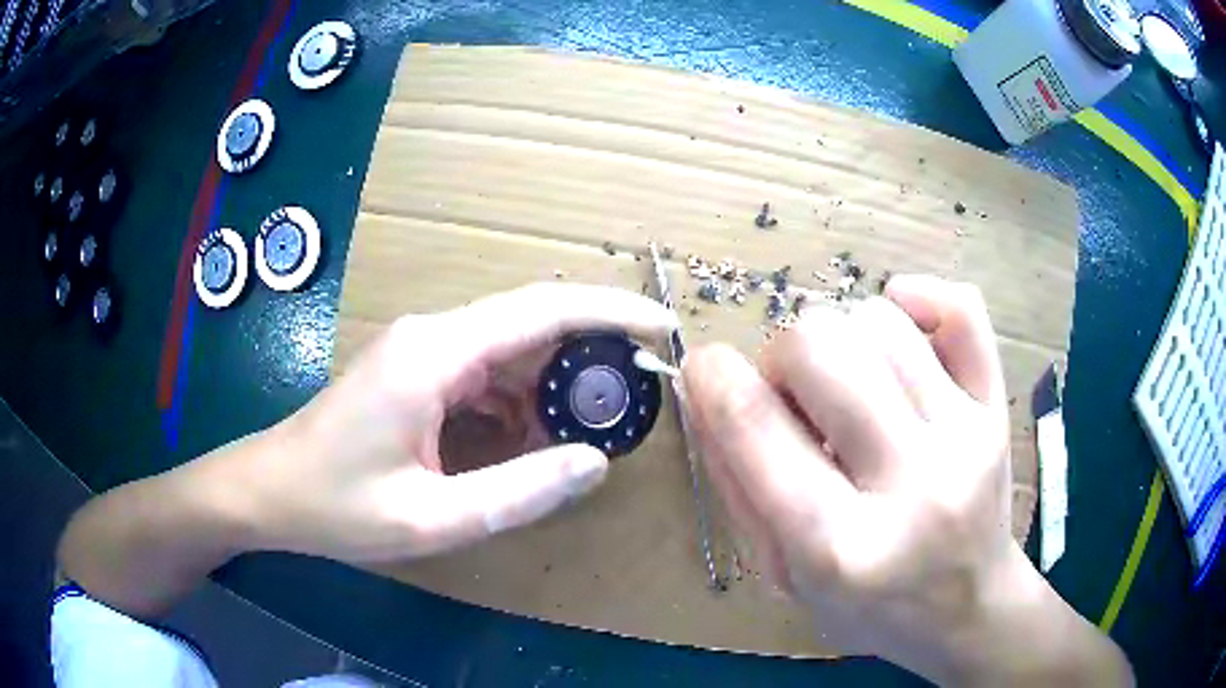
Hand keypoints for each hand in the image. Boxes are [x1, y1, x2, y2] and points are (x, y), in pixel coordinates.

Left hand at [231, 283, 675, 563]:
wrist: (270, 490)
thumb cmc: (337, 505)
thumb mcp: (433, 518)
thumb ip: (520, 492)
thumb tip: (595, 463)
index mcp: (436, 354)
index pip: (544, 311)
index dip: (611, 314)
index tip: (664, 329)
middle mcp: (434, 335)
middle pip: (533, 324)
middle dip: (588, 359)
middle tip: (629, 405)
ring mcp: (423, 349)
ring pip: (512, 350)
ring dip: (550, 390)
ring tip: (575, 439)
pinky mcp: (417, 370)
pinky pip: (486, 373)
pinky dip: (518, 404)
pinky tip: (521, 445)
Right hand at [682, 275, 1130, 685]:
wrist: (967, 609)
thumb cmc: (870, 610)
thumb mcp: (784, 579)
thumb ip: (739, 487)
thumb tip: (708, 391)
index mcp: (839, 548)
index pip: (755, 427)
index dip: (712, 376)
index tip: (705, 366)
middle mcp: (911, 485)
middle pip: (819, 348)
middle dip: (782, 357)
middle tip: (793, 396)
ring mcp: (966, 438)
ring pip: (878, 320)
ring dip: (841, 339)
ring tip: (849, 383)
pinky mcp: (998, 409)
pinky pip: (961, 308)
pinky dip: (916, 297)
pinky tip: (898, 323)